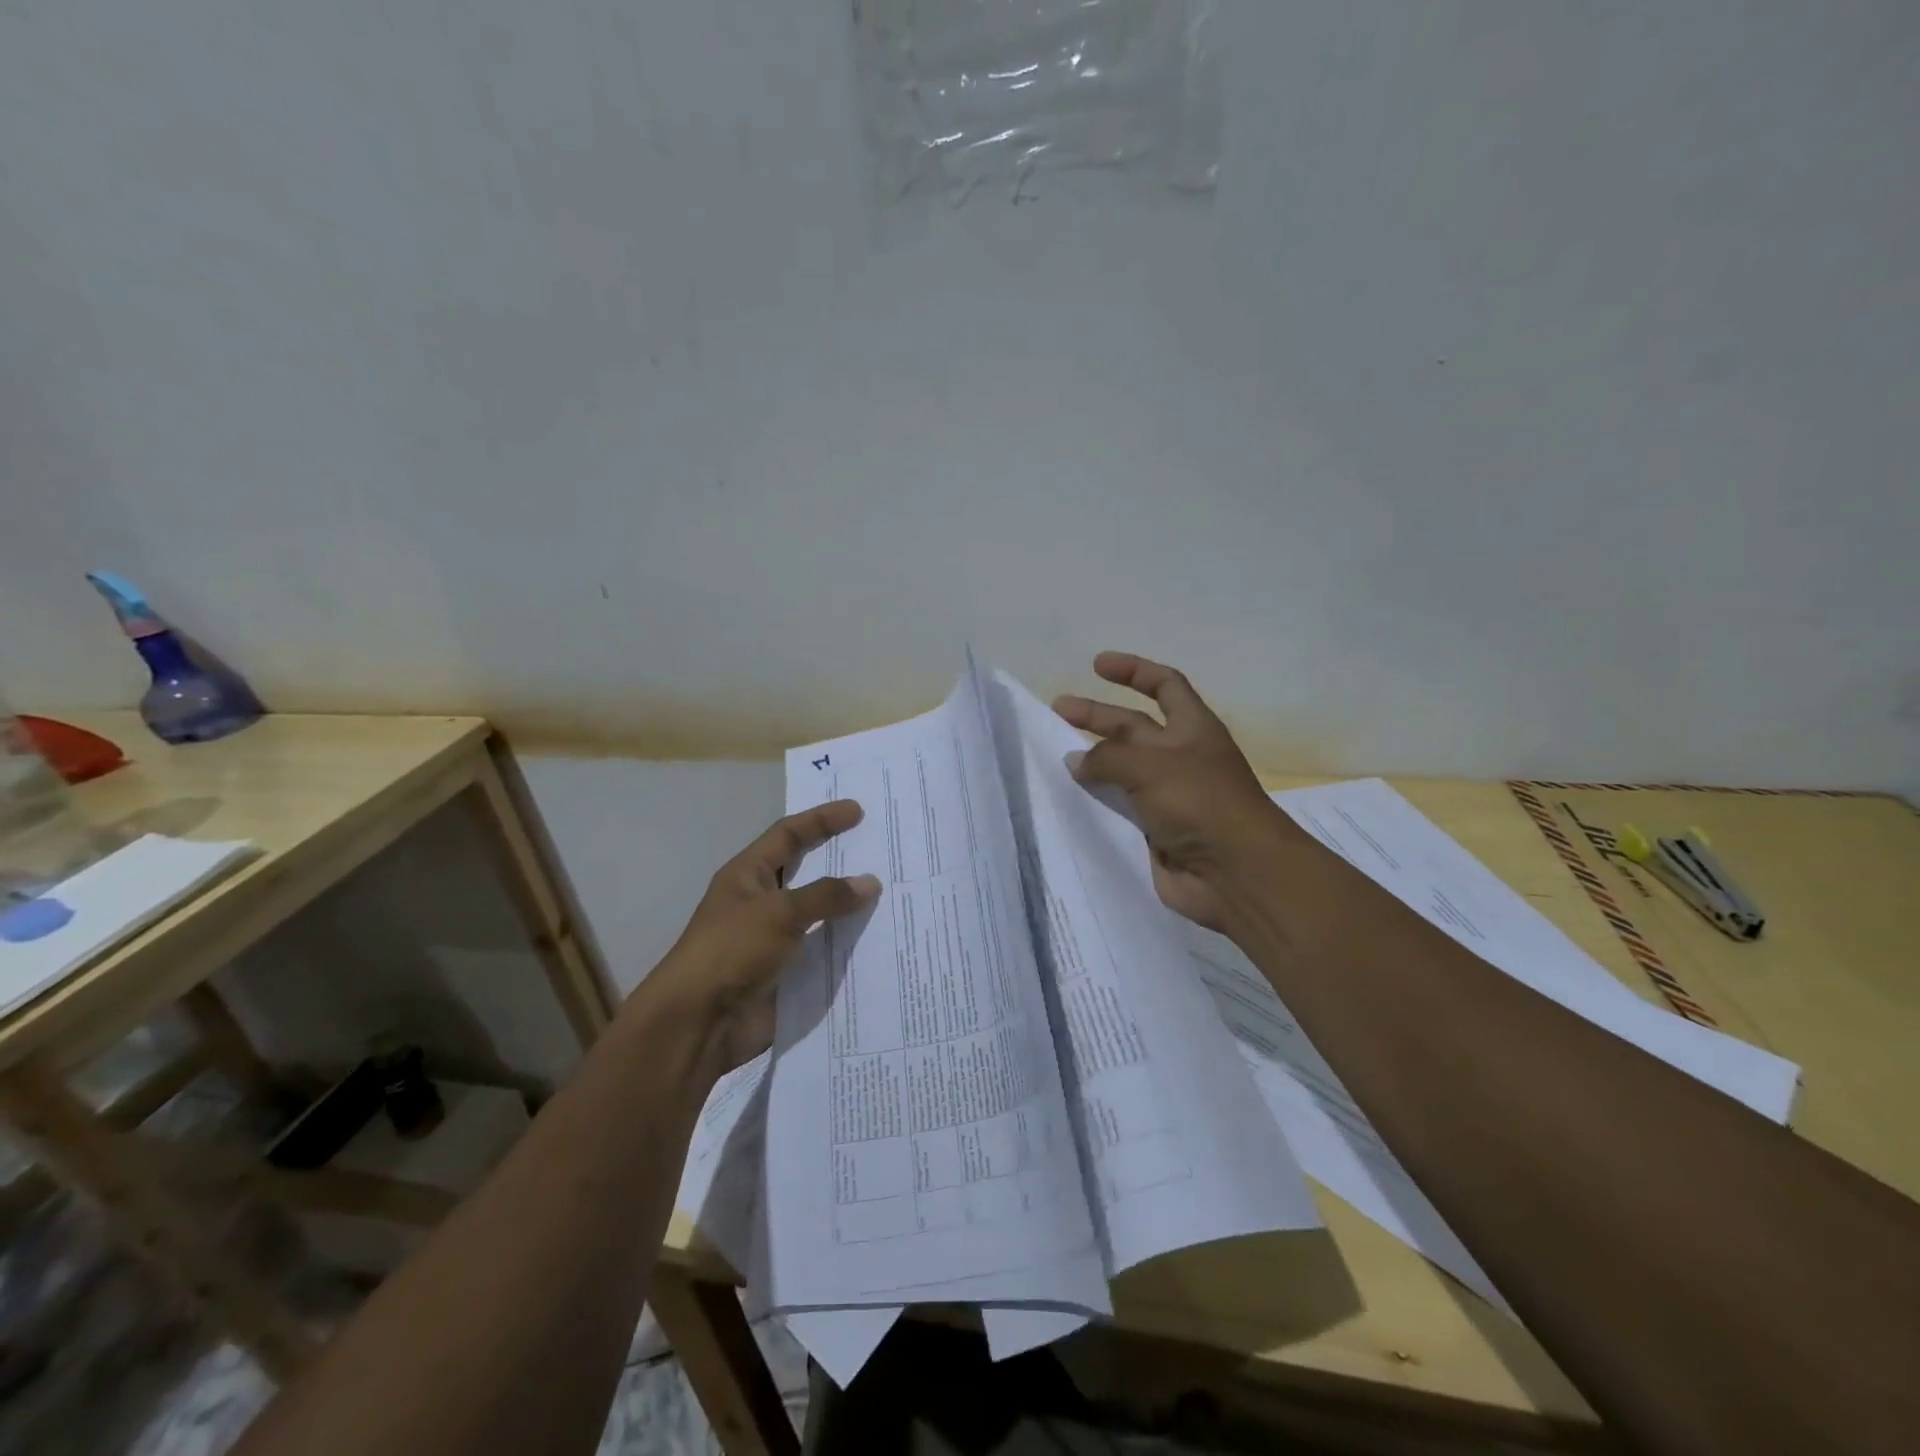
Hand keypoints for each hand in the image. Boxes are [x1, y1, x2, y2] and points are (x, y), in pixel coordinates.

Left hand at [645, 801, 879, 1071]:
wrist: (699, 1024)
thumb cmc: (731, 952)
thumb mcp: (779, 913)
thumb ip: (826, 896)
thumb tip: (870, 882)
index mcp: (748, 876)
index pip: (788, 835)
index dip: (821, 820)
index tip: (858, 812)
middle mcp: (761, 902)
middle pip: (807, 872)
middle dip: (841, 861)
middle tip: (881, 851)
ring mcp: (775, 939)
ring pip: (820, 915)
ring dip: (850, 908)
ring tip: (893, 895)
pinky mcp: (787, 973)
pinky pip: (824, 952)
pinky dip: (848, 946)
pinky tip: (881, 941)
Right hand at [1054, 653, 1292, 931]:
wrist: (1234, 873)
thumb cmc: (1200, 802)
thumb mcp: (1150, 765)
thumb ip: (1106, 757)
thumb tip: (1076, 761)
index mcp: (1193, 729)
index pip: (1164, 685)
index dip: (1133, 671)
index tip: (1097, 665)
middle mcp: (1180, 758)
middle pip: (1133, 727)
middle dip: (1097, 715)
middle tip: (1058, 709)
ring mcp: (1167, 796)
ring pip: (1122, 769)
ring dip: (1091, 760)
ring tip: (1054, 755)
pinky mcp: (1154, 830)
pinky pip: (1118, 808)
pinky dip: (1095, 801)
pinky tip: (1066, 798)